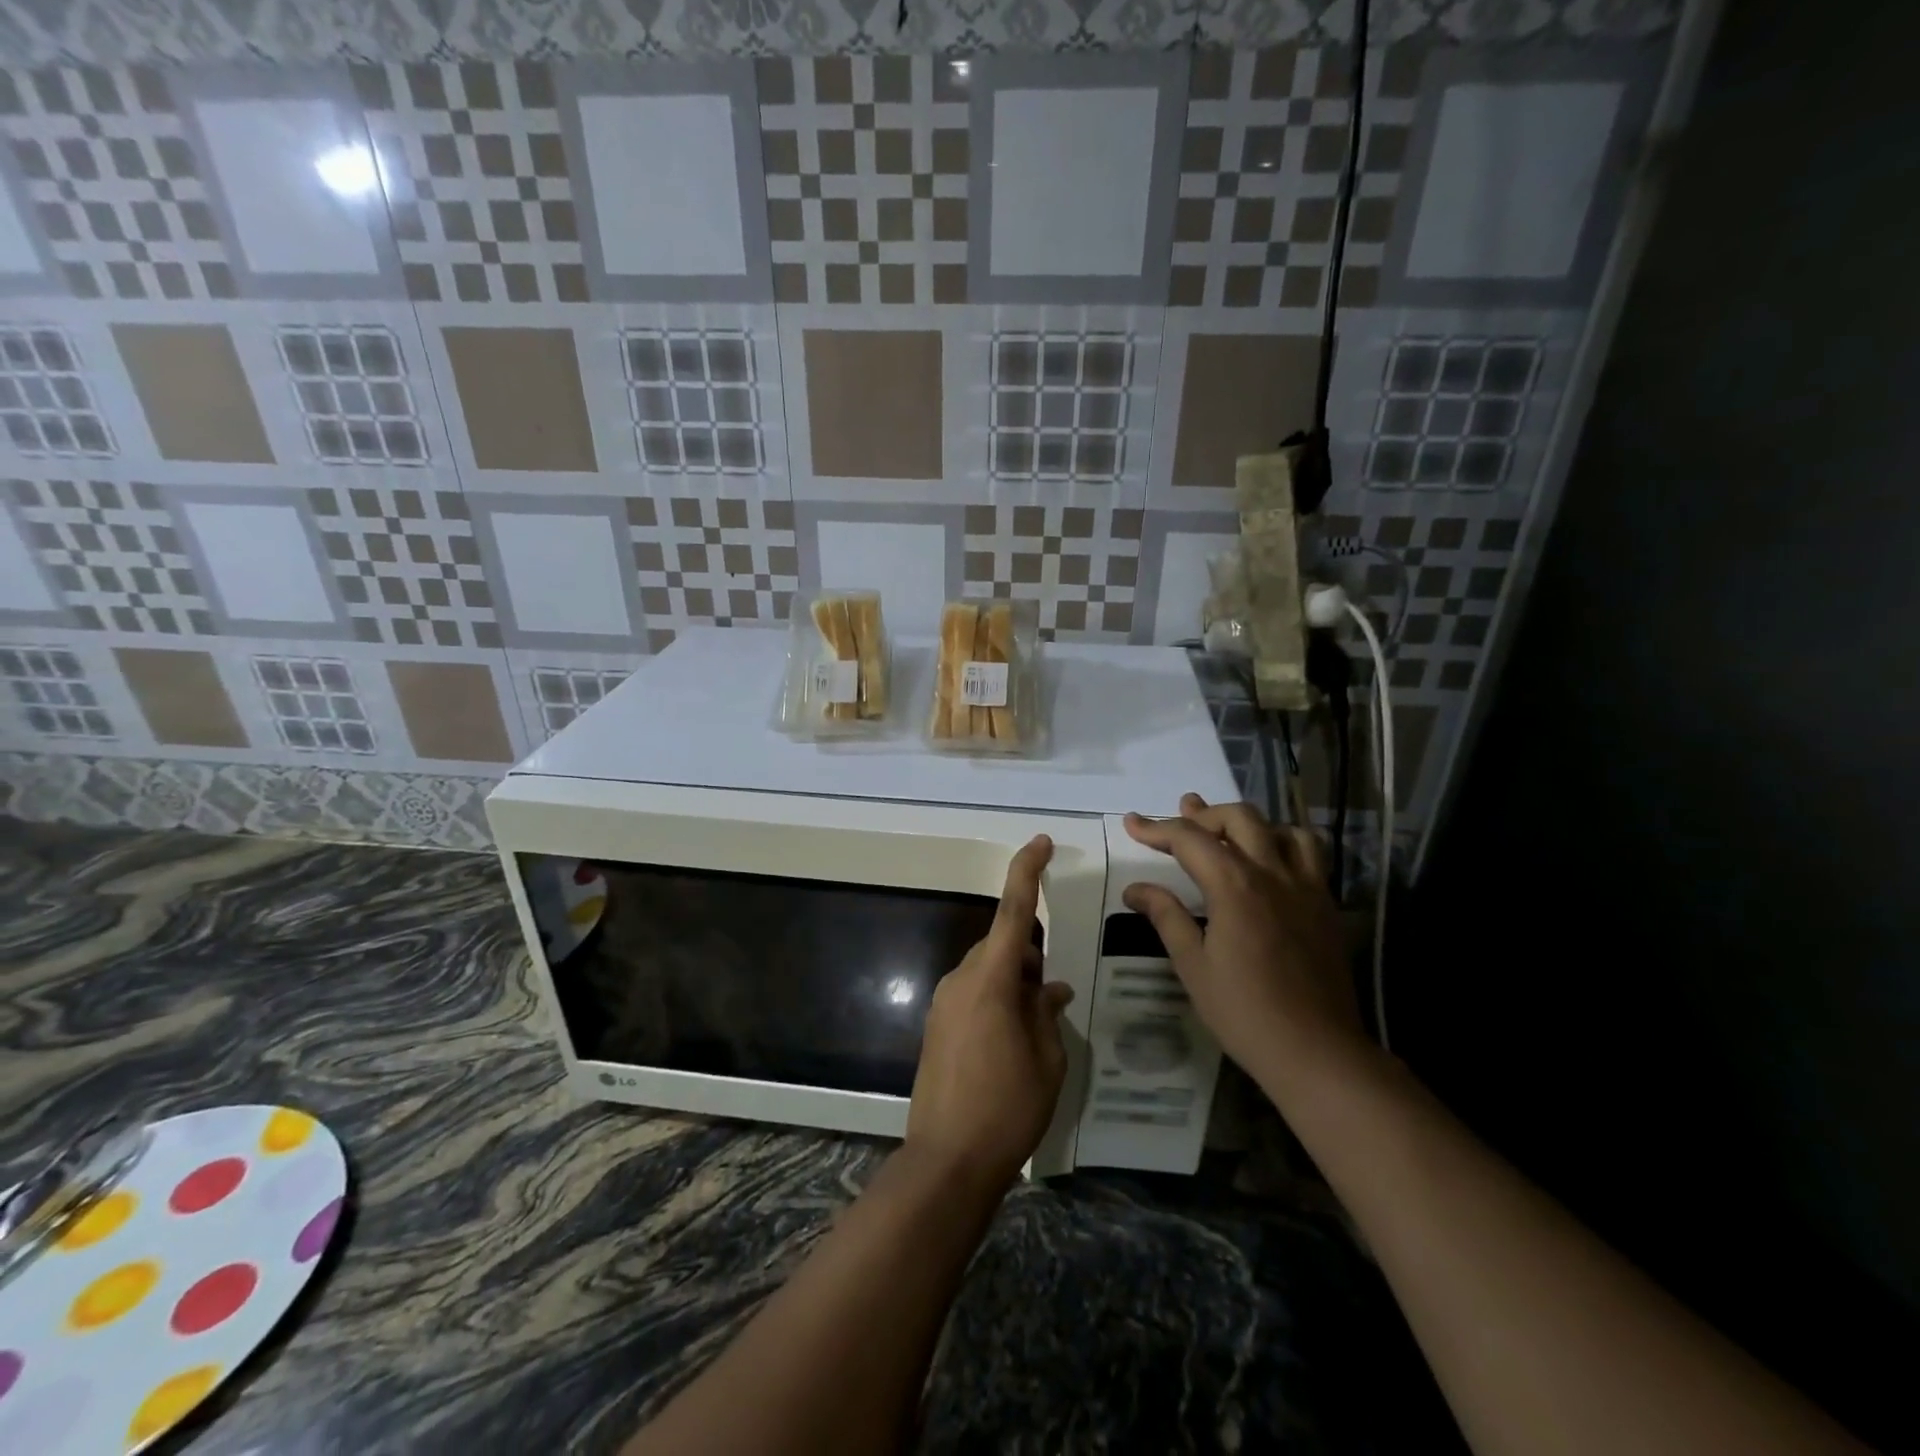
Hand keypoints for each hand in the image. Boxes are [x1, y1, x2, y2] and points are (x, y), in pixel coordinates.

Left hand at [906, 836, 1073, 1189]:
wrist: (946, 1161)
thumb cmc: (1007, 1108)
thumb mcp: (1047, 1060)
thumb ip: (1048, 1013)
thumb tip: (1051, 989)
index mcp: (992, 980)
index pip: (1013, 912)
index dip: (1027, 872)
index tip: (1040, 842)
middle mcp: (962, 980)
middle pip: (1002, 945)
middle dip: (1031, 956)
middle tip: (1053, 994)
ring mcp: (944, 1002)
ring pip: (987, 970)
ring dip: (1014, 981)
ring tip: (1036, 1024)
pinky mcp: (936, 1025)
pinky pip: (972, 993)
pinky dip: (996, 999)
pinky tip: (1012, 1040)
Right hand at [1123, 794, 1370, 1091]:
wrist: (1317, 1051)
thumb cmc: (1245, 1012)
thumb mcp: (1193, 966)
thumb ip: (1166, 917)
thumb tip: (1136, 889)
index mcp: (1234, 886)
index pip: (1190, 839)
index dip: (1157, 828)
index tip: (1132, 823)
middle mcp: (1272, 873)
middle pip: (1238, 818)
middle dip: (1203, 815)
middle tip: (1179, 822)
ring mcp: (1306, 887)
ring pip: (1281, 828)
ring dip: (1249, 824)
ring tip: (1227, 834)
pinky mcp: (1326, 905)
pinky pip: (1311, 853)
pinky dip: (1285, 842)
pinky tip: (1271, 862)